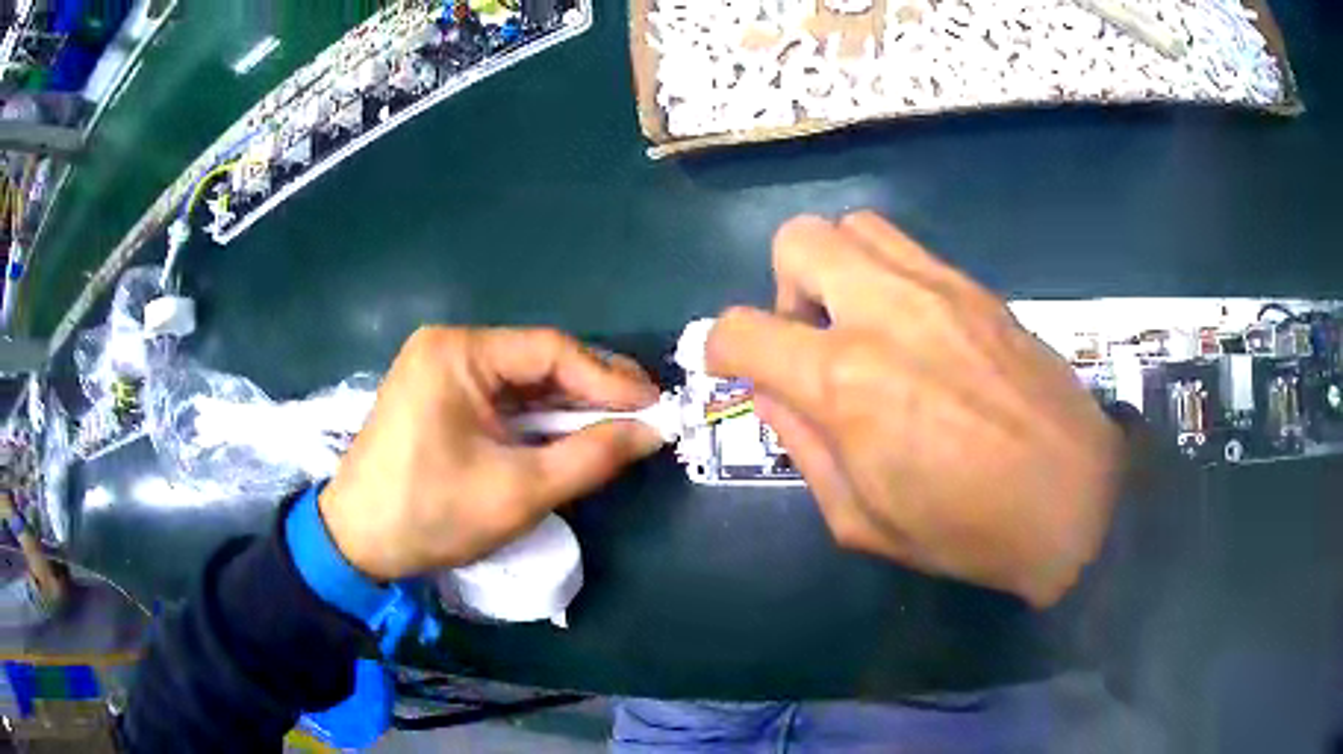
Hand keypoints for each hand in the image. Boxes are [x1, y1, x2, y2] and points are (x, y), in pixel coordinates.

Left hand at [319, 328, 663, 580]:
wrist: (355, 543)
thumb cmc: (431, 514)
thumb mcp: (518, 491)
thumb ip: (590, 457)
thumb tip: (653, 432)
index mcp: (458, 353)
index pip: (550, 351)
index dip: (608, 378)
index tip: (654, 405)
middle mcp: (448, 347)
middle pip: (535, 361)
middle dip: (590, 392)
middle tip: (643, 417)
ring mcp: (438, 370)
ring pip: (520, 381)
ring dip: (565, 407)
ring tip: (616, 428)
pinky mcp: (436, 396)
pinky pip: (499, 398)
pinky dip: (535, 418)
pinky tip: (565, 435)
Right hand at [707, 213, 1121, 607]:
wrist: (1074, 501)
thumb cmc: (965, 529)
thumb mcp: (860, 518)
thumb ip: (802, 446)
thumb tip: (771, 392)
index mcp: (845, 381)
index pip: (741, 329)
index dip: (721, 349)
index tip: (736, 370)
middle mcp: (885, 311)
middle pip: (798, 240)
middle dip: (783, 287)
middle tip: (811, 340)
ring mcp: (939, 288)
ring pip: (855, 227)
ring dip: (836, 269)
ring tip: (860, 325)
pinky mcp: (978, 288)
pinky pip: (909, 249)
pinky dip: (886, 274)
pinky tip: (914, 331)